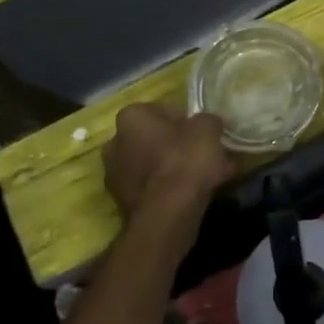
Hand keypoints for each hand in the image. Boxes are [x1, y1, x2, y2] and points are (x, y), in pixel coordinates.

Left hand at [102, 104, 233, 217]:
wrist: (168, 213)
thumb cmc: (185, 160)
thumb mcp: (208, 129)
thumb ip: (208, 120)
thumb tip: (208, 124)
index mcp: (131, 117)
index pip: (163, 111)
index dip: (188, 122)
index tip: (205, 134)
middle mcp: (115, 142)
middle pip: (155, 139)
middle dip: (178, 146)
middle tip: (205, 156)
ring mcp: (114, 175)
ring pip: (153, 165)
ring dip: (174, 169)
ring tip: (204, 178)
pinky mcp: (122, 202)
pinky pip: (152, 187)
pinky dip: (169, 189)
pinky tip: (193, 195)